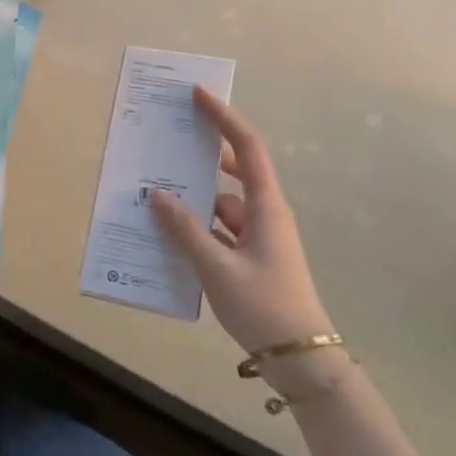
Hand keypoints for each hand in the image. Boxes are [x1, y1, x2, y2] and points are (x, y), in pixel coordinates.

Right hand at [149, 86, 332, 354]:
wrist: (301, 360)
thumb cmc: (263, 305)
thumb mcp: (216, 267)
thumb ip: (185, 229)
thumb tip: (157, 195)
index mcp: (266, 207)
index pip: (247, 147)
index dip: (224, 117)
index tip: (199, 95)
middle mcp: (265, 215)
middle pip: (233, 171)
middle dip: (202, 156)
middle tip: (168, 143)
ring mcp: (259, 239)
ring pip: (221, 206)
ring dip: (193, 201)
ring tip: (154, 195)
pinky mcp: (251, 260)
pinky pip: (218, 232)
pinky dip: (196, 229)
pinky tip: (168, 236)